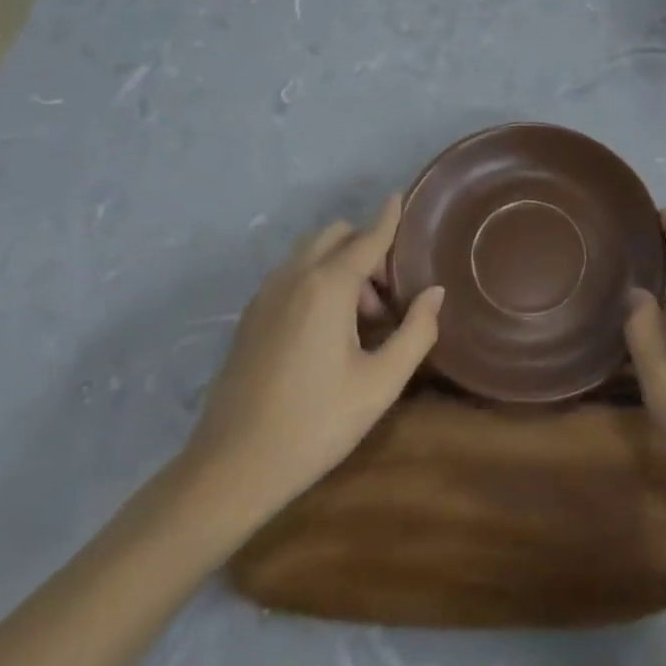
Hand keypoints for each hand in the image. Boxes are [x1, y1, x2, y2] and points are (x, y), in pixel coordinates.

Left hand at [174, 196, 443, 536]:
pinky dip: (316, 280)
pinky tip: (325, 330)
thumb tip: (434, 293)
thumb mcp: (380, 384)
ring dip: (341, 265)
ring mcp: (266, 294)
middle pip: (336, 235)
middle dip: (366, 249)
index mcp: (328, 286)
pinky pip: (292, 275)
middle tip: (386, 297)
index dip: (388, 217)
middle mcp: (295, 276)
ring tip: (359, 321)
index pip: (368, 238)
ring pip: (311, 254)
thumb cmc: (315, 424)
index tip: (399, 196)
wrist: (230, 469)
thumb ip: (416, 332)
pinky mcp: (250, 316)